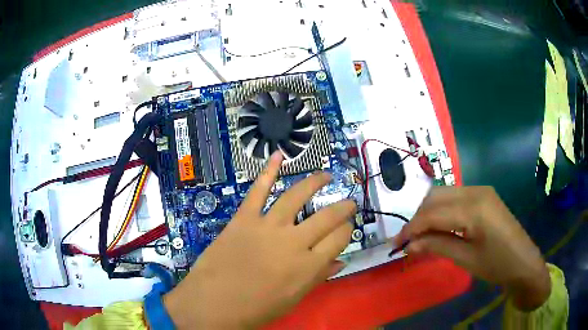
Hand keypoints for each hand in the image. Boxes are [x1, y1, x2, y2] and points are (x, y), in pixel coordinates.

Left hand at [164, 151, 355, 328]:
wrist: (213, 304)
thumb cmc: (255, 309)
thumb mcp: (293, 299)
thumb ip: (318, 278)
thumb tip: (340, 262)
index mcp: (309, 266)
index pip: (339, 239)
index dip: (347, 230)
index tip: (348, 226)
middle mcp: (294, 242)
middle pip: (327, 217)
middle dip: (343, 207)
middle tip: (349, 202)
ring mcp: (267, 227)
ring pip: (297, 196)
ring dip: (315, 182)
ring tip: (325, 176)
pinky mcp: (244, 218)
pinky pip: (258, 191)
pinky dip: (268, 171)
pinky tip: (278, 155)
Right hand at [394, 186, 550, 310]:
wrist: (523, 261)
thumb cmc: (496, 264)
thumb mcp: (465, 258)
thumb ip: (437, 246)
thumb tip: (409, 246)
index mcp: (474, 208)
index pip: (432, 213)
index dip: (411, 228)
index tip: (396, 245)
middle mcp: (476, 191)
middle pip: (435, 197)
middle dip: (418, 219)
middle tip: (408, 242)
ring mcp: (481, 190)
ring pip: (444, 195)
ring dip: (428, 213)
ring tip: (421, 236)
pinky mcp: (484, 195)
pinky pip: (455, 197)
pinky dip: (442, 211)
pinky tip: (440, 227)